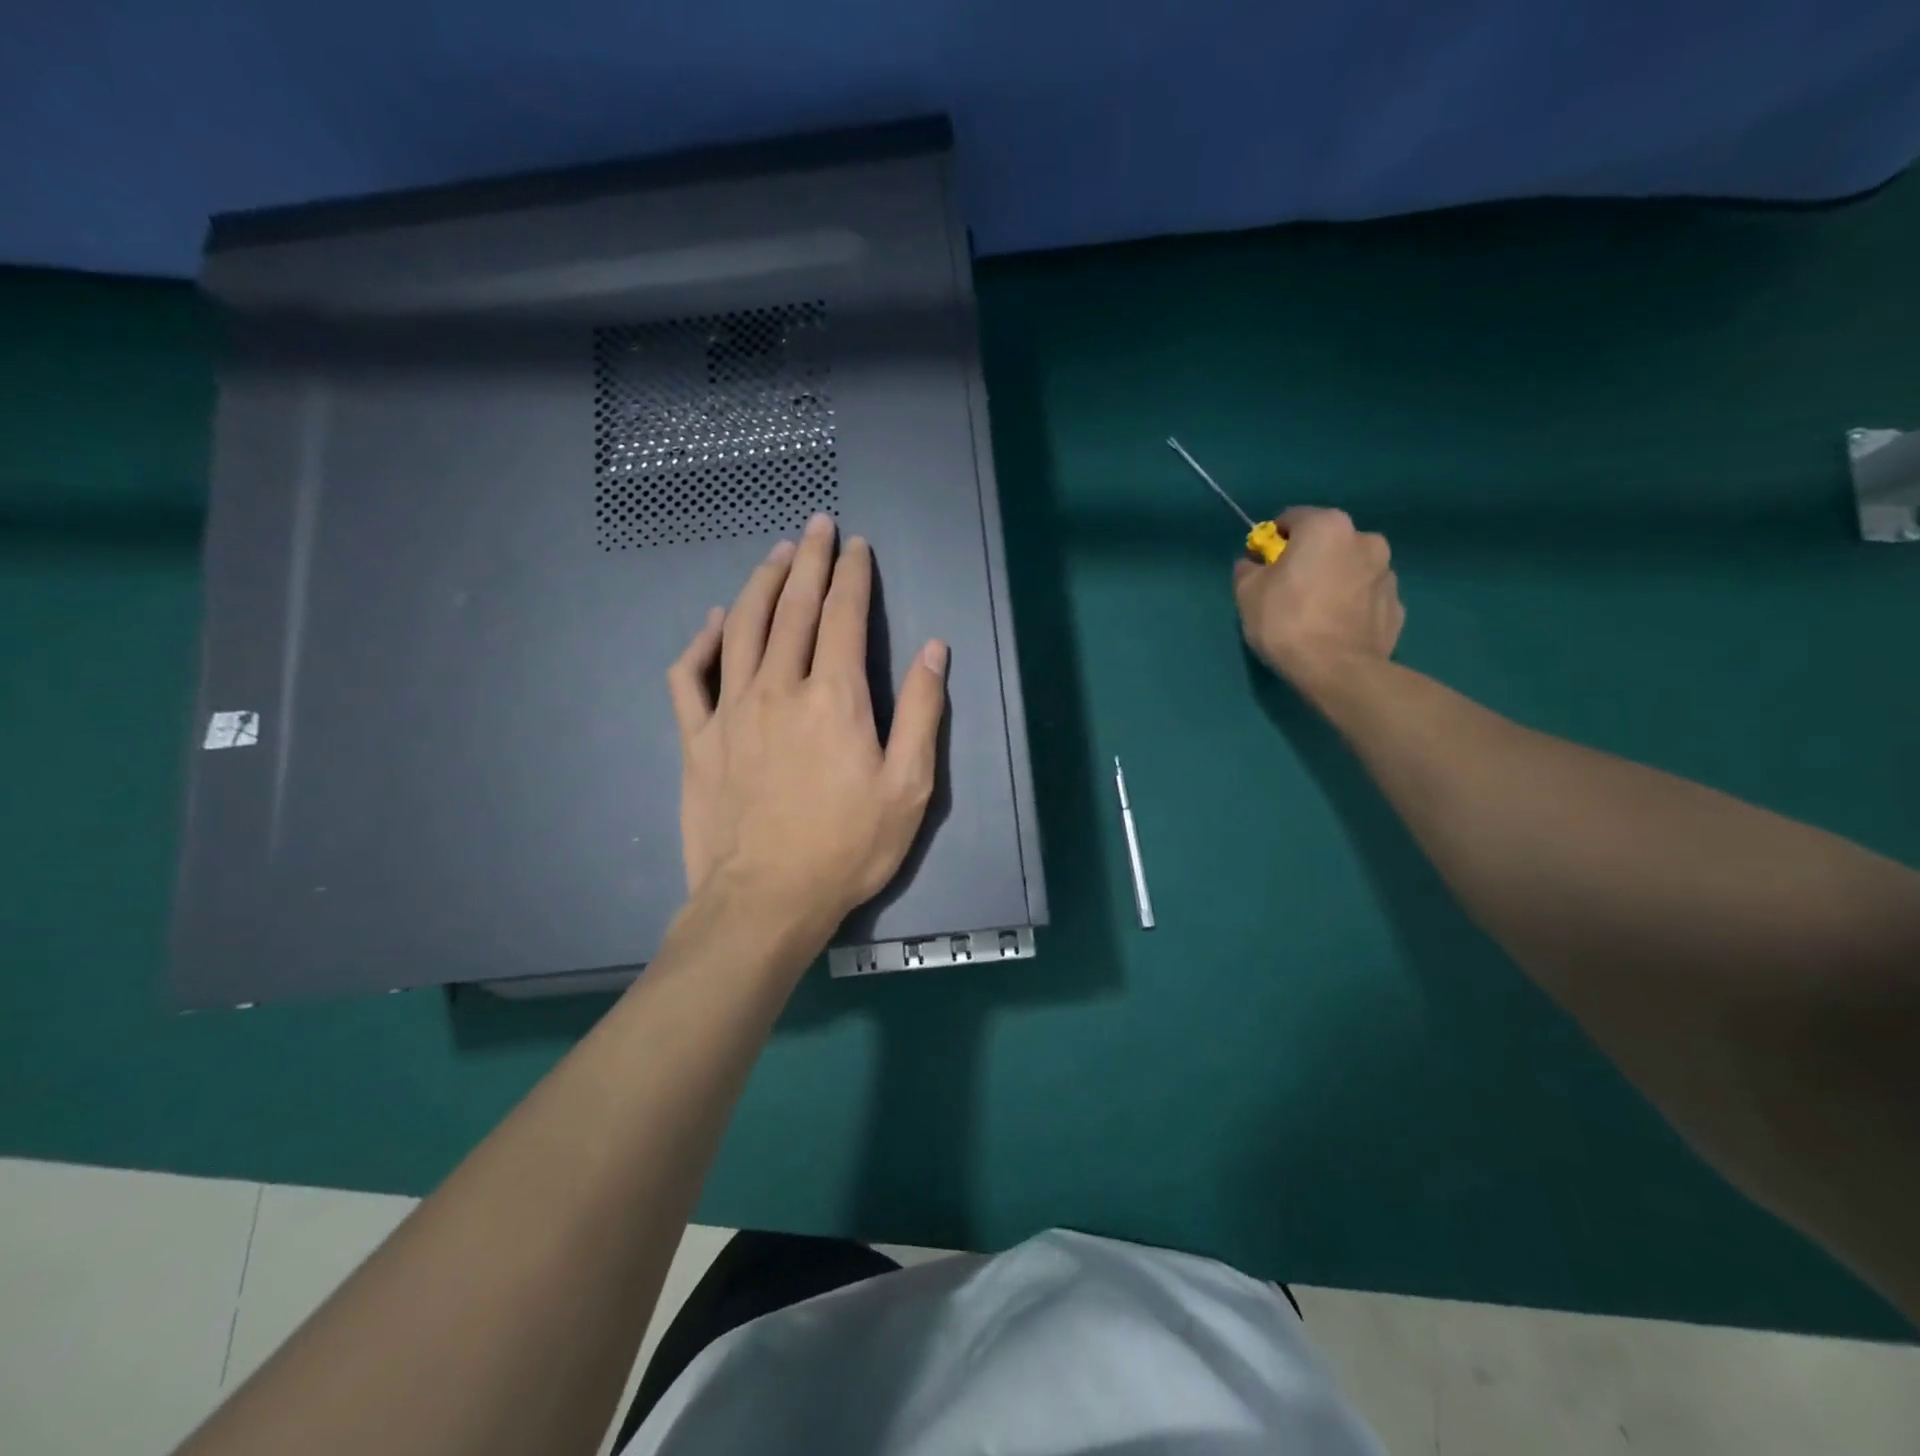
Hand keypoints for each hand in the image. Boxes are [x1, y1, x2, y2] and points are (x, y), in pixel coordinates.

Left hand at [667, 514, 947, 942]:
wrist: (766, 900)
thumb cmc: (847, 847)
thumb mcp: (908, 787)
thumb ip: (920, 712)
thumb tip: (933, 650)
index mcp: (834, 697)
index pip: (844, 616)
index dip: (853, 575)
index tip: (857, 546)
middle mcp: (779, 687)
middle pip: (793, 607)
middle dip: (808, 560)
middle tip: (816, 526)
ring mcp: (731, 710)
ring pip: (743, 627)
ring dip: (761, 584)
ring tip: (775, 554)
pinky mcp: (697, 738)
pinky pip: (691, 676)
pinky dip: (701, 642)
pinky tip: (715, 623)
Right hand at [1233, 507, 1403, 685]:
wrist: (1337, 669)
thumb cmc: (1286, 621)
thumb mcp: (1247, 592)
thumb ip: (1247, 569)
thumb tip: (1253, 564)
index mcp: (1327, 526)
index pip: (1292, 519)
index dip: (1272, 541)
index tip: (1262, 566)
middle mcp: (1365, 539)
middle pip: (1326, 542)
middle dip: (1308, 559)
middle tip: (1288, 590)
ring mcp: (1387, 572)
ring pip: (1351, 568)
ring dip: (1334, 579)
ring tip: (1315, 613)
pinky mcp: (1397, 605)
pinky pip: (1365, 597)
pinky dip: (1351, 604)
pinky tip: (1335, 628)